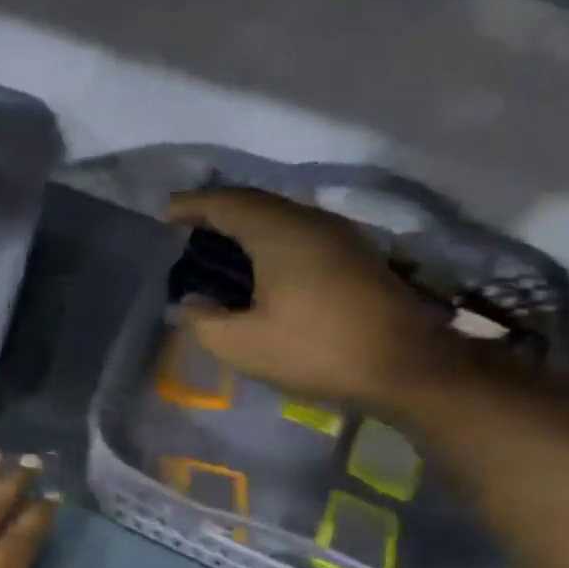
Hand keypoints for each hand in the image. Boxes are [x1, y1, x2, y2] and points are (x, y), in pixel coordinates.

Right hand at [165, 187, 460, 410]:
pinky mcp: (352, 254)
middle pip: (254, 202)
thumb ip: (203, 320)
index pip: (225, 204)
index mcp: (278, 233)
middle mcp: (309, 221)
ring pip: (279, 214)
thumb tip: (191, 303)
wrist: (406, 365)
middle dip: (215, 211)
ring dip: (243, 223)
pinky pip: (297, 230)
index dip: (190, 207)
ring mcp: (337, 234)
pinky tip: (257, 263)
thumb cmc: (316, 349)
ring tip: (215, 245)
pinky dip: (267, 237)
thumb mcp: (240, 344)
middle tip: (183, 230)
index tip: (162, 217)